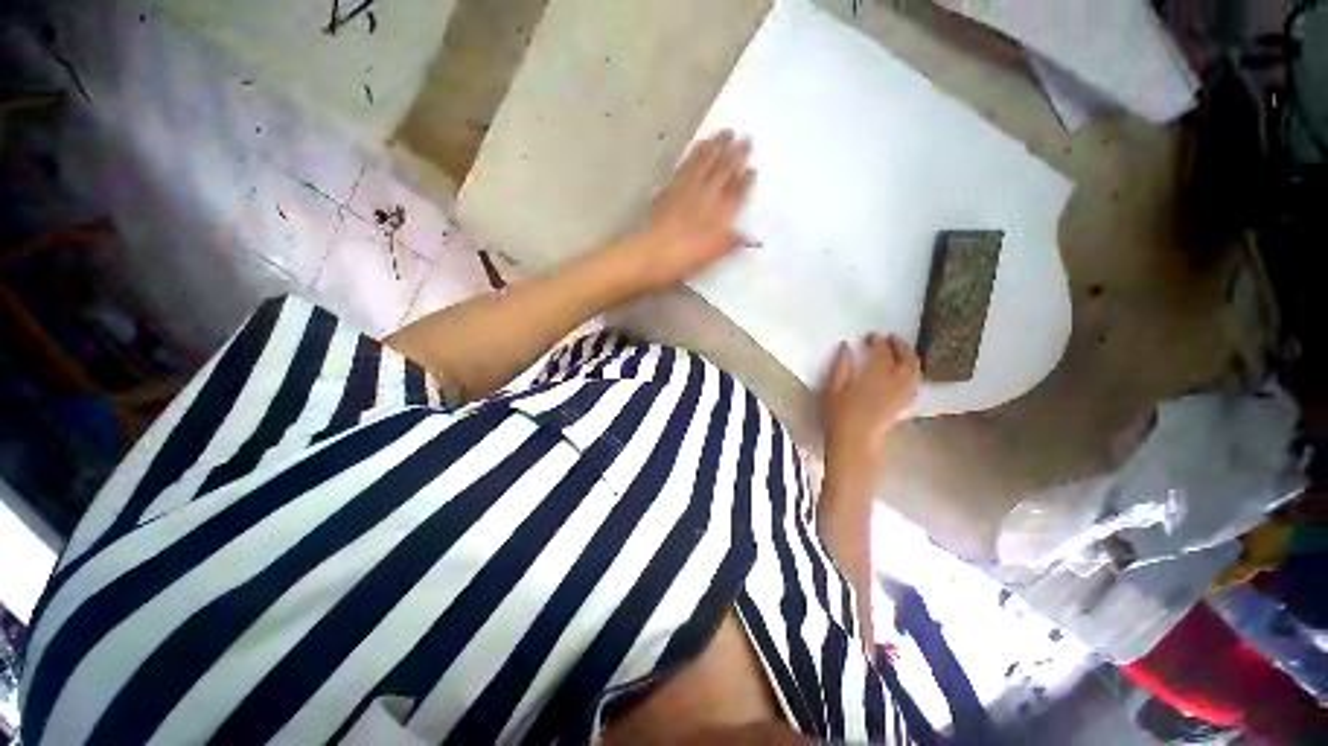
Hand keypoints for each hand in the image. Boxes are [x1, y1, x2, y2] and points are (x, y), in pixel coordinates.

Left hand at [621, 130, 756, 290]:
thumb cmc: (687, 256)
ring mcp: (687, 188)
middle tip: (746, 135)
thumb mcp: (715, 253)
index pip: (738, 191)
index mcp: (721, 211)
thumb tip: (753, 239)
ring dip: (716, 146)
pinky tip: (697, 147)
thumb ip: (733, 242)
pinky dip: (693, 154)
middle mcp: (706, 195)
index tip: (753, 166)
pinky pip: (685, 166)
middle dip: (736, 153)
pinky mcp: (670, 188)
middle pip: (724, 170)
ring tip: (724, 132)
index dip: (746, 179)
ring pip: (704, 162)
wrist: (655, 251)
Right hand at [821, 334, 921, 474]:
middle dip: (901, 346)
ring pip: (915, 372)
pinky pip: (914, 385)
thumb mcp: (832, 389)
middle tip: (891, 339)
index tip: (872, 335)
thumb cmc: (838, 416)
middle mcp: (894, 383)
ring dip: (910, 359)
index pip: (882, 352)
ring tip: (901, 353)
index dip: (879, 341)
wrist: (854, 443)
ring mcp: (902, 396)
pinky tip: (904, 376)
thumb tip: (845, 346)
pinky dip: (912, 375)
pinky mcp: (903, 406)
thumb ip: (840, 366)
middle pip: (907, 360)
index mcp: (875, 376)